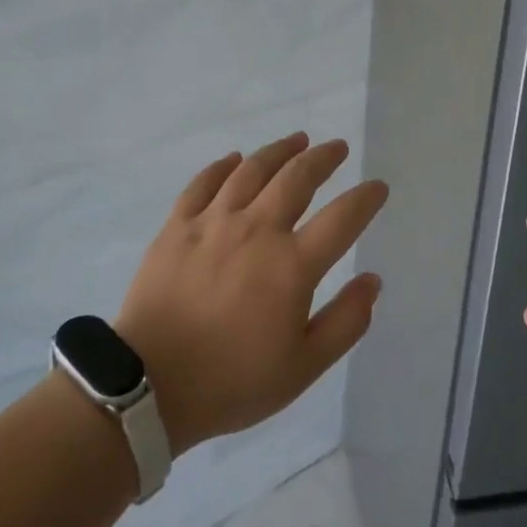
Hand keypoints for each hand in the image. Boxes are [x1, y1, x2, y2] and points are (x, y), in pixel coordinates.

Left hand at [115, 133, 389, 454]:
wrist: (148, 386)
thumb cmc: (232, 380)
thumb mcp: (303, 367)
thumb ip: (346, 321)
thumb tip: (372, 280)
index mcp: (292, 265)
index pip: (342, 218)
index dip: (365, 199)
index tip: (377, 188)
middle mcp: (256, 230)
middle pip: (297, 178)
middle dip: (323, 158)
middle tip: (337, 147)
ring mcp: (212, 223)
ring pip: (252, 170)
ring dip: (279, 151)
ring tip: (296, 140)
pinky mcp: (176, 227)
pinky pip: (203, 183)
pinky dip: (222, 166)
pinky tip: (234, 158)